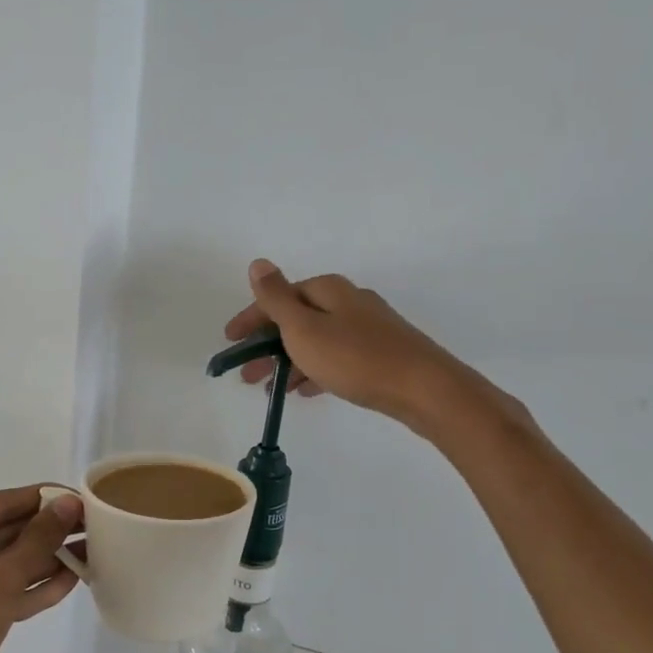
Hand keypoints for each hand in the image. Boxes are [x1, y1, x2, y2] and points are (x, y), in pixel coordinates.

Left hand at [0, 485, 81, 652]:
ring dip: (46, 560)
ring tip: (93, 550)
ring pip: (6, 561)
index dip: (42, 499)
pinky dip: (32, 586)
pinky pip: (1, 588)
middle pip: (3, 532)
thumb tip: (69, 503)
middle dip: (48, 532)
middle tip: (95, 524)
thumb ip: (38, 540)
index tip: (82, 494)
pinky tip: (72, 580)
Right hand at [224, 259, 514, 435]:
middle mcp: (348, 301)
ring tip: (272, 390)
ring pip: (316, 341)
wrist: (424, 389)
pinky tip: (306, 390)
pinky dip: (315, 370)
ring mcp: (367, 328)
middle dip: (267, 346)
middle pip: (296, 319)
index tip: (229, 343)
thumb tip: (258, 262)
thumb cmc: (355, 357)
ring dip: (289, 362)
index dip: (250, 320)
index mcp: (327, 290)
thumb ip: (276, 298)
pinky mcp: (381, 353)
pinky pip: (336, 358)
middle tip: (247, 375)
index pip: (277, 298)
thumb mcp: (304, 327)